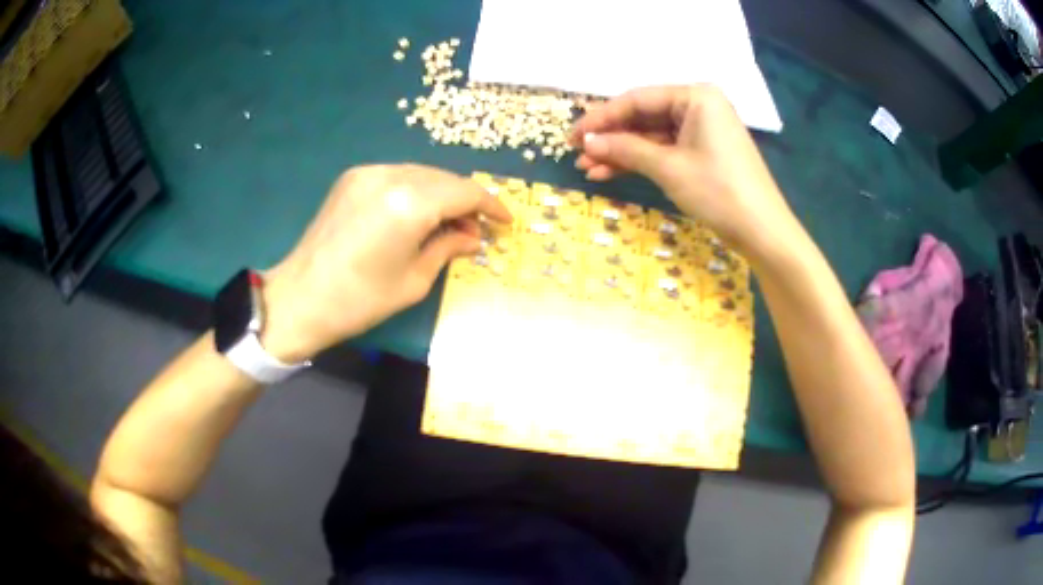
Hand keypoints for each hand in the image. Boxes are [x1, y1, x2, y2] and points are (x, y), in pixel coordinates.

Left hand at [260, 164, 511, 361]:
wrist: (299, 298)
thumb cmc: (360, 300)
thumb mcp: (414, 280)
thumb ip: (449, 249)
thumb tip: (473, 238)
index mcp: (410, 203)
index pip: (465, 191)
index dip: (491, 205)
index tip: (505, 222)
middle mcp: (391, 176)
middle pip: (445, 178)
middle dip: (466, 201)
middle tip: (475, 231)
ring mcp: (368, 173)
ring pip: (422, 174)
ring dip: (442, 195)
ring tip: (448, 226)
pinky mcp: (352, 178)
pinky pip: (398, 176)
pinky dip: (416, 191)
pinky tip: (417, 216)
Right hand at [571, 85, 798, 254]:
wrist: (762, 231)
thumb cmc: (718, 191)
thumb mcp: (668, 167)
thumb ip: (625, 149)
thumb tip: (587, 142)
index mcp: (695, 96)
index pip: (637, 100)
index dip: (601, 118)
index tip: (572, 135)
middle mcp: (699, 105)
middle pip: (643, 116)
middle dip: (610, 137)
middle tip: (577, 153)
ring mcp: (702, 128)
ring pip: (652, 135)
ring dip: (621, 152)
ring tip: (587, 169)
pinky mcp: (703, 150)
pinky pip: (665, 149)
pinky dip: (641, 161)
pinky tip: (611, 173)